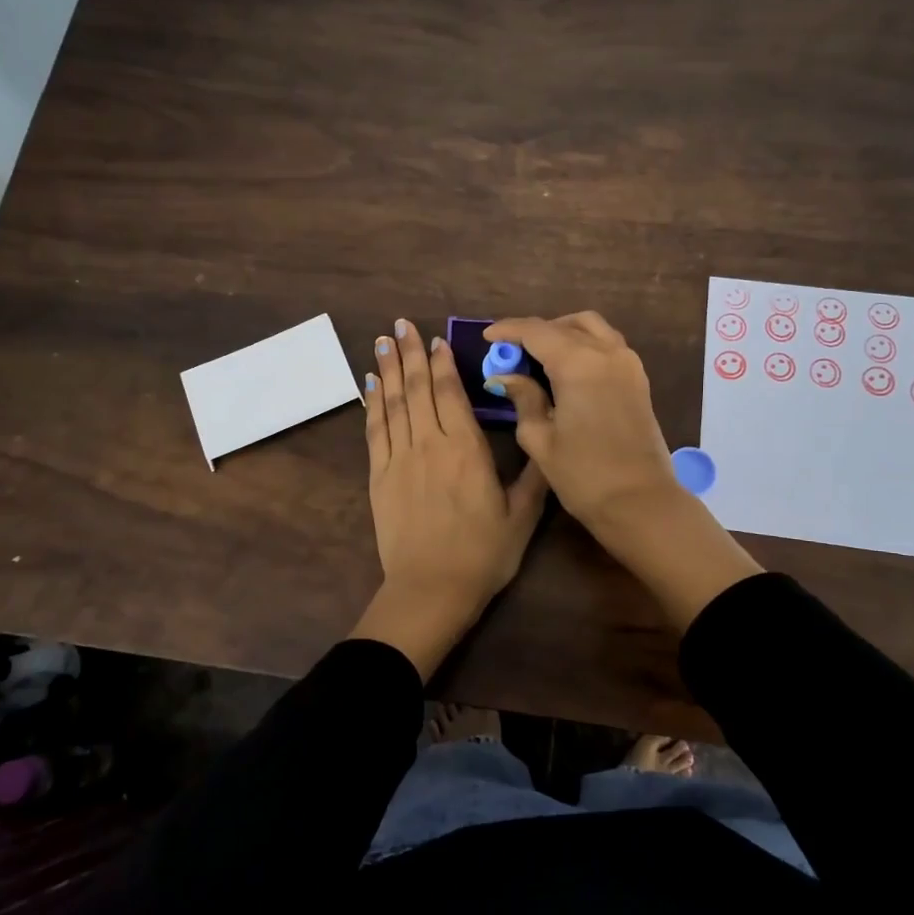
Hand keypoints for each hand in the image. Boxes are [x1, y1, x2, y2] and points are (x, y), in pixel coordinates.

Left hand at [350, 318, 548, 677]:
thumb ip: (533, 475)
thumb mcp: (522, 517)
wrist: (431, 590)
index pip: (450, 394)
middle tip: (400, 324)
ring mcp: (399, 459)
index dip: (442, 364)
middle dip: (409, 354)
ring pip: (392, 403)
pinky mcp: (379, 476)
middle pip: (417, 389)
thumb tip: (544, 439)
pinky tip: (369, 385)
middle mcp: (429, 444)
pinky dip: (371, 404)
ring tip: (382, 341)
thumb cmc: (483, 554)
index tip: (435, 339)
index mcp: (466, 450)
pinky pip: (374, 430)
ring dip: (387, 369)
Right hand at [484, 312, 760, 629]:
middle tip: (512, 352)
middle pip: (564, 325)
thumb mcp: (540, 438)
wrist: (639, 502)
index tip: (488, 338)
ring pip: (591, 327)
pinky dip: (584, 343)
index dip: (509, 330)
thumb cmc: (583, 475)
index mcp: (578, 363)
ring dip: (563, 332)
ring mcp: (628, 363)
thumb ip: (523, 399)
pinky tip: (567, 368)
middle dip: (535, 332)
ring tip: (539, 355)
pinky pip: (607, 344)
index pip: (536, 331)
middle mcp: (606, 352)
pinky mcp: (638, 378)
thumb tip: (506, 377)